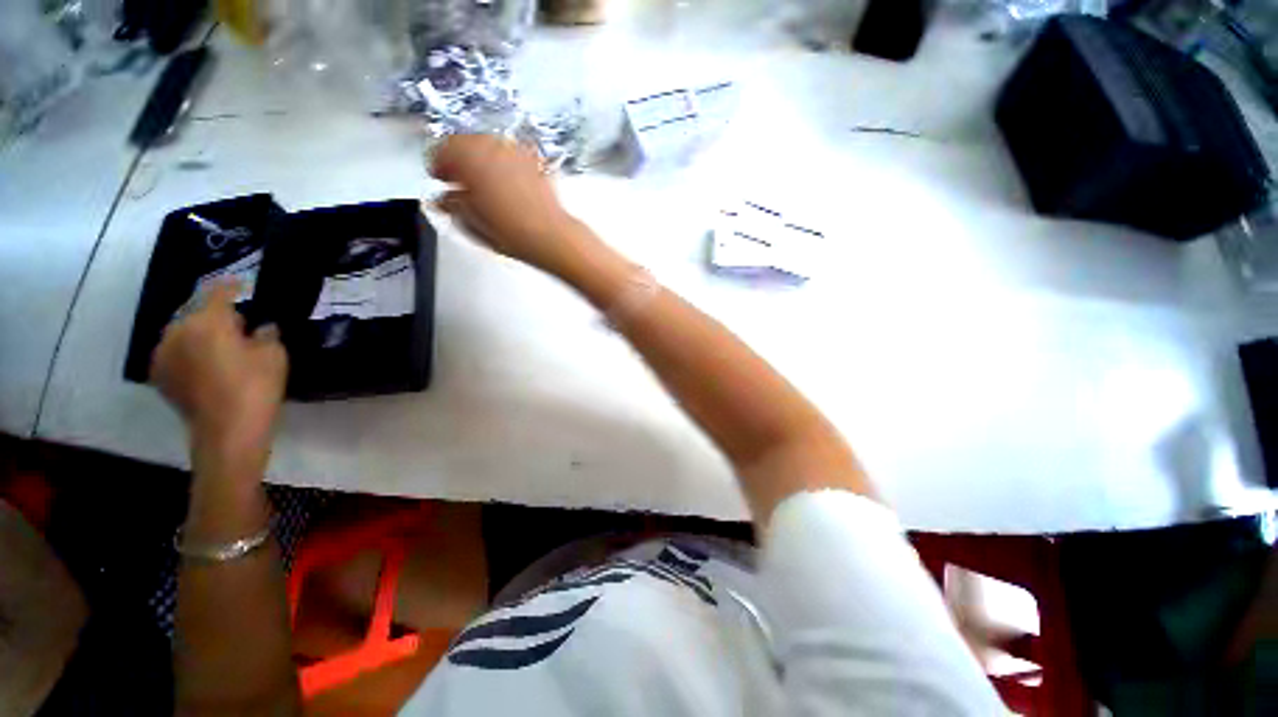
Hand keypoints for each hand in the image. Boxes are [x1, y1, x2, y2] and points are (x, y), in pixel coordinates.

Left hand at [151, 283, 287, 472]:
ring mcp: (163, 353)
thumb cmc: (256, 387)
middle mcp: (178, 330)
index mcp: (208, 321)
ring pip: (183, 332)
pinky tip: (204, 363)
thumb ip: (266, 334)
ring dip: (200, 333)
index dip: (231, 285)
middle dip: (215, 314)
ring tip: (220, 345)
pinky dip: (189, 351)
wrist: (227, 431)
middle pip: (196, 312)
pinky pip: (175, 351)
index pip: (218, 292)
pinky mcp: (160, 374)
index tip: (241, 283)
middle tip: (238, 325)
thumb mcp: (274, 356)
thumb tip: (260, 328)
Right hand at [431, 134, 592, 274]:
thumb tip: (443, 199)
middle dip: (458, 159)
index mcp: (468, 157)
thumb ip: (452, 204)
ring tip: (481, 182)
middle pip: (465, 143)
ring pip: (488, 145)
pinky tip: (504, 181)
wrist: (551, 236)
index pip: (441, 149)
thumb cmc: (511, 231)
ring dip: (479, 158)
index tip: (438, 178)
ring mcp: (515, 151)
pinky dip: (501, 162)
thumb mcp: (472, 221)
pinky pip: (509, 154)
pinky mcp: (534, 160)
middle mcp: (491, 146)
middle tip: (457, 180)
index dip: (436, 164)